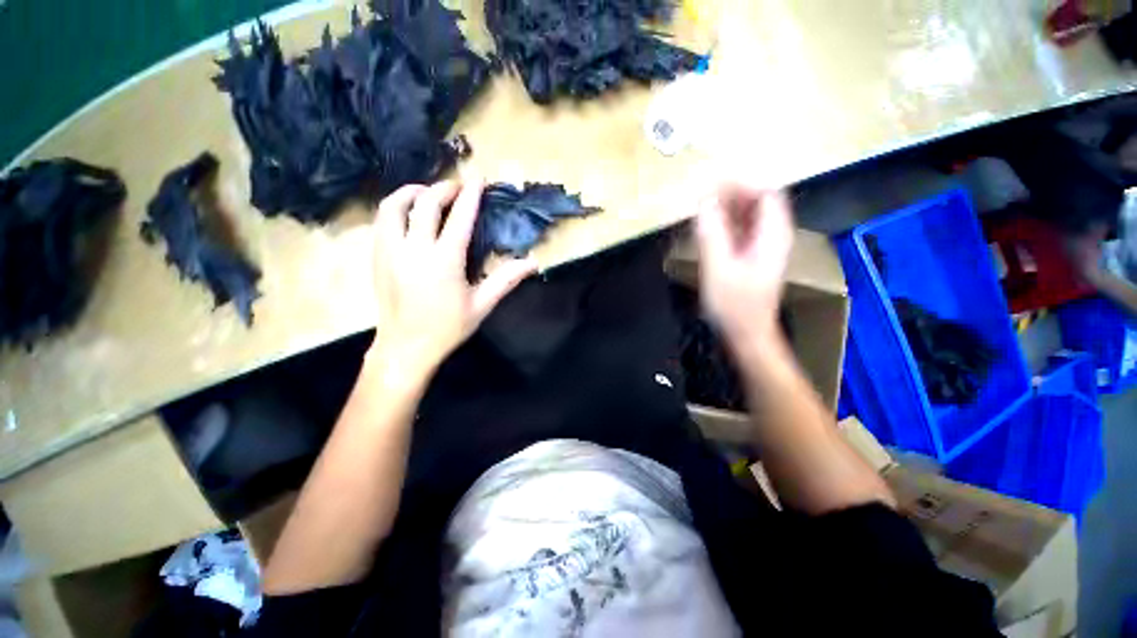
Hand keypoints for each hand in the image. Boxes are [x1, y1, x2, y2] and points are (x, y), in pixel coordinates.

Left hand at [370, 179, 535, 381]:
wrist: (406, 347)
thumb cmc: (448, 328)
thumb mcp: (482, 305)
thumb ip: (506, 280)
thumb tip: (532, 263)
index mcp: (444, 261)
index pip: (459, 218)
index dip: (470, 195)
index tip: (478, 179)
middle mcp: (414, 249)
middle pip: (426, 204)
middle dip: (443, 188)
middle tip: (457, 187)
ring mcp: (390, 252)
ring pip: (394, 207)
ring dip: (412, 192)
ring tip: (426, 192)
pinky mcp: (377, 258)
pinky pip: (382, 221)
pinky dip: (396, 209)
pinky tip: (408, 215)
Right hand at [696, 184, 793, 358]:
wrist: (746, 333)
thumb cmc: (734, 304)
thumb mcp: (719, 268)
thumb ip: (712, 232)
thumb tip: (703, 199)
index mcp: (773, 234)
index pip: (766, 193)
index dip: (741, 183)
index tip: (712, 182)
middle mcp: (774, 235)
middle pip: (760, 200)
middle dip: (733, 191)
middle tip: (702, 192)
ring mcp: (765, 246)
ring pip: (751, 213)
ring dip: (728, 205)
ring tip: (702, 204)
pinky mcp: (753, 255)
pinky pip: (743, 228)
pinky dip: (727, 221)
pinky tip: (709, 224)